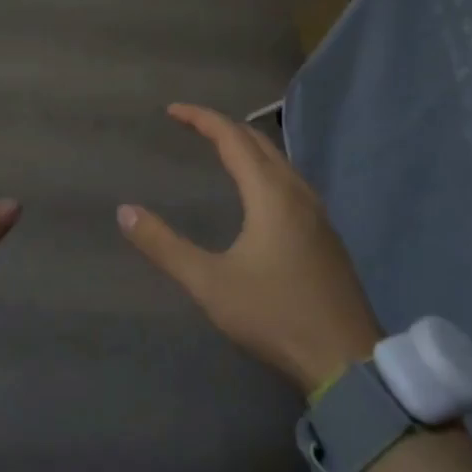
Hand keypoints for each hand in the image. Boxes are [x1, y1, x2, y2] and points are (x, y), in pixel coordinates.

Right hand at [118, 103, 382, 393]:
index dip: (201, 118)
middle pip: (258, 142)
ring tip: (219, 150)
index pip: (232, 137)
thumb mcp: (209, 283)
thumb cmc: (274, 315)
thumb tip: (125, 212)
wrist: (346, 360)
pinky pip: (290, 181)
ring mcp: (318, 213)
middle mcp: (297, 192)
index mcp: (270, 194)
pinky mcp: (325, 234)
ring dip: (247, 147)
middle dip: (223, 127)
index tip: (171, 111)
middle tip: (190, 126)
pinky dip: (264, 168)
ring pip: (279, 161)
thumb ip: (165, 246)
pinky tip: (256, 193)